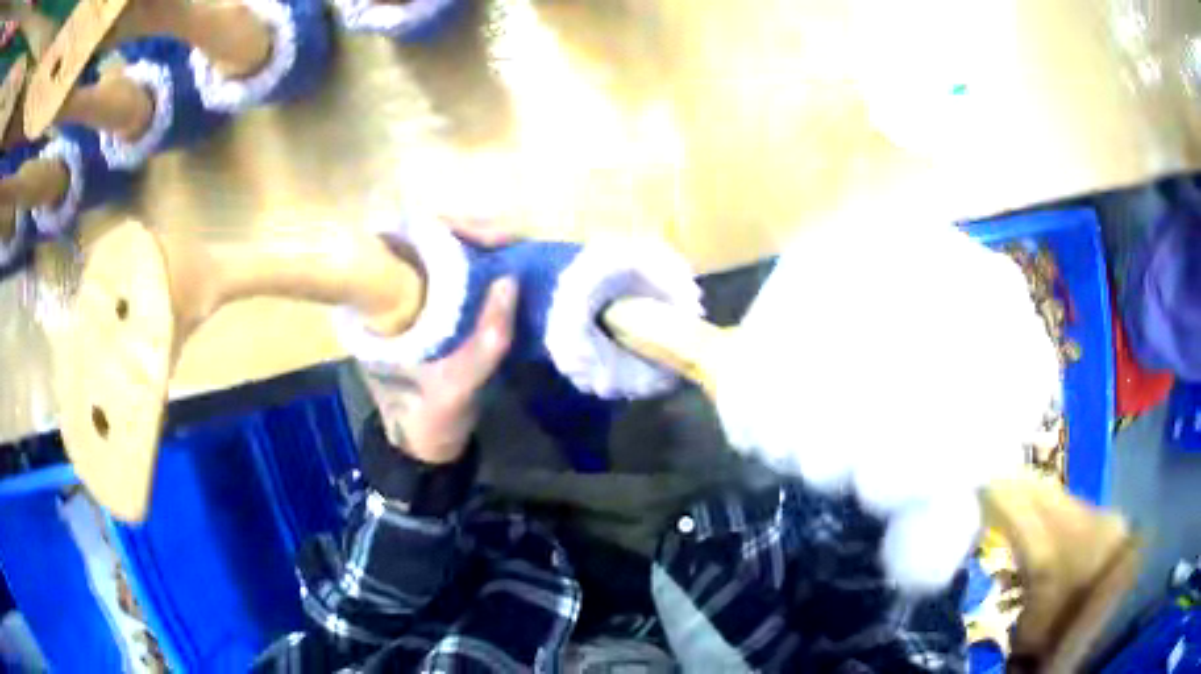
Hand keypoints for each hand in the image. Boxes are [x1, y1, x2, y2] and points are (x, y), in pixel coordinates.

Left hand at [360, 220, 518, 463]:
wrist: (420, 447)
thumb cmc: (427, 419)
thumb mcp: (456, 388)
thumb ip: (485, 343)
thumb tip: (510, 282)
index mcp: (377, 304)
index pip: (405, 240)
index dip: (448, 227)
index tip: (491, 236)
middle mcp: (388, 292)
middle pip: (427, 239)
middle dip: (471, 233)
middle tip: (512, 239)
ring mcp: (409, 299)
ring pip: (442, 254)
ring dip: (479, 247)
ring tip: (515, 249)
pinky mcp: (427, 310)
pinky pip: (453, 275)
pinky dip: (480, 266)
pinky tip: (505, 268)